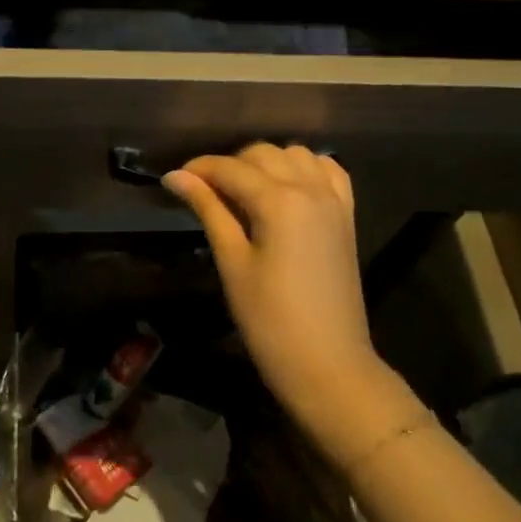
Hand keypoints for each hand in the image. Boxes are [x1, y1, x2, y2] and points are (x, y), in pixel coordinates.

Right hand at [164, 145, 401, 462]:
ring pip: (295, 154)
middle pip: (262, 154)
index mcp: (279, 201)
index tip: (174, 180)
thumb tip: (175, 176)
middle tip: (205, 193)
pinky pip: (328, 171)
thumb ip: (208, 210)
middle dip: (230, 165)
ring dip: (267, 162)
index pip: (230, 168)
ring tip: (245, 192)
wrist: (330, 367)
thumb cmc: (270, 321)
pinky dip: (305, 168)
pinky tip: (288, 186)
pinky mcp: (346, 216)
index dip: (199, 169)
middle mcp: (310, 188)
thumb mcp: (232, 263)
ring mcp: (333, 201)